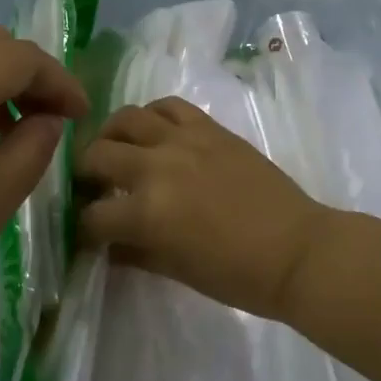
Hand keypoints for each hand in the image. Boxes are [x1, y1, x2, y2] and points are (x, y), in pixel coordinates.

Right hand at [76, 98, 326, 319]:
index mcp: (146, 213)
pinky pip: (168, 105)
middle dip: (85, 174)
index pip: (93, 215)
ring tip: (117, 150)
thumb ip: (134, 252)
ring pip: (125, 118)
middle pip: (97, 156)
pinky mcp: (209, 127)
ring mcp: (183, 140)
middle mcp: (156, 168)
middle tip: (93, 186)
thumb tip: (108, 245)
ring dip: (111, 136)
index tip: (87, 230)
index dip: (83, 226)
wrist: (297, 250)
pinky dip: (152, 115)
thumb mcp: (176, 271)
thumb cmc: (237, 275)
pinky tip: (154, 132)